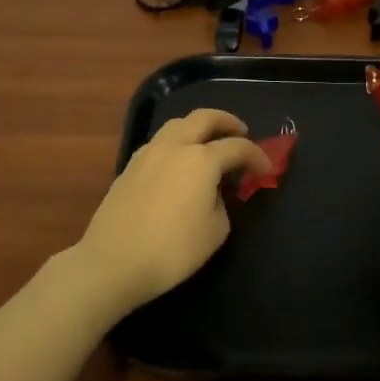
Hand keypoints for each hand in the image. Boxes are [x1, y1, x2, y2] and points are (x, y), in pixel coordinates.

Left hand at [73, 109, 271, 314]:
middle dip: (227, 121)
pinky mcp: (129, 167)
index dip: (257, 156)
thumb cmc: (172, 250)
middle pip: (204, 118)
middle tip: (241, 132)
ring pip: (177, 124)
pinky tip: (180, 162)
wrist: (113, 262)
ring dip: (198, 127)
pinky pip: (160, 142)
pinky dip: (177, 142)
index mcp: (201, 160)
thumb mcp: (215, 231)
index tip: (266, 170)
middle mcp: (174, 146)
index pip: (237, 147)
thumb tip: (213, 192)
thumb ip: (222, 203)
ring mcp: (148, 153)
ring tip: (208, 143)